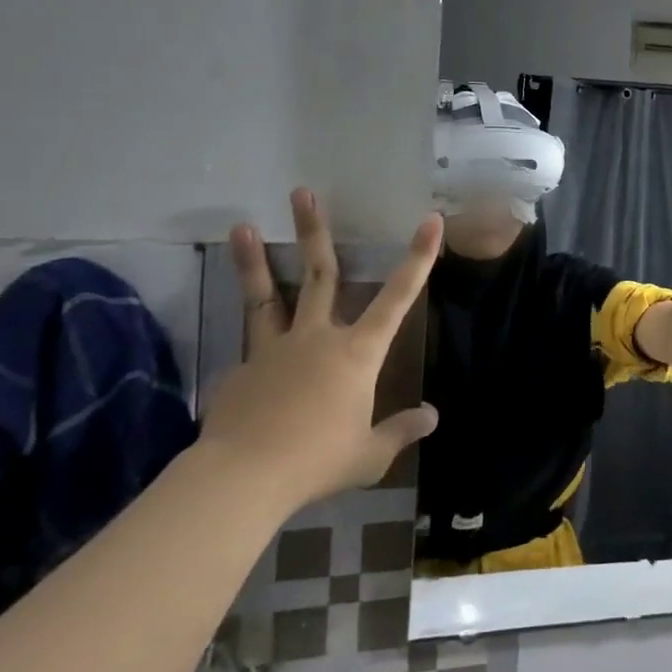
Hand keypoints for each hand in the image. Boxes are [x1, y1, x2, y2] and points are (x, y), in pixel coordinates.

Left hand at [200, 188, 440, 510]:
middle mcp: (316, 337)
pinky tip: (246, 366)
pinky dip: (252, 348)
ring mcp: (273, 349)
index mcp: (357, 353)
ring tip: (240, 226)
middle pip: (319, 274)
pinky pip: (250, 350)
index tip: (430, 221)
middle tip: (302, 192)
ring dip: (255, 260)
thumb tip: (432, 416)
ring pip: (266, 296)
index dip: (418, 257)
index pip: (397, 297)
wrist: (242, 478)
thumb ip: (401, 431)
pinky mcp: (240, 370)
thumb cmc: (317, 461)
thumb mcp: (370, 454)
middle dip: (314, 231)